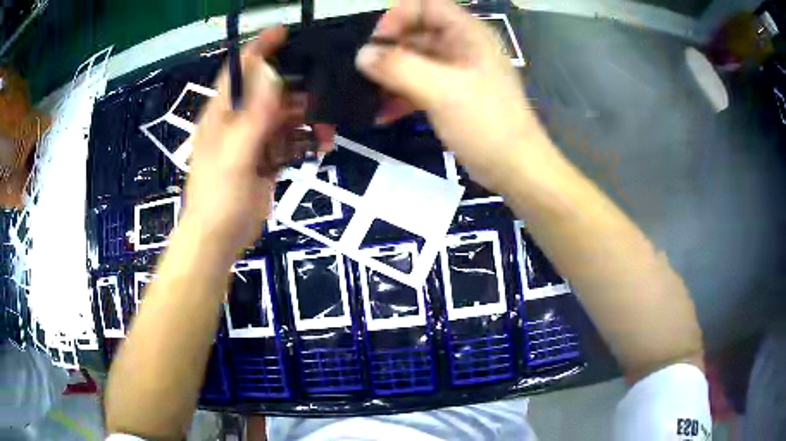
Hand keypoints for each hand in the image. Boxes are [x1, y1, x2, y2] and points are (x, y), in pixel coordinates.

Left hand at [183, 28, 332, 256]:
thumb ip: (252, 116)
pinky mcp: (266, 158)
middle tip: (324, 89)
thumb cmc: (218, 199)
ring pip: (284, 114)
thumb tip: (270, 74)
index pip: (239, 71)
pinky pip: (290, 138)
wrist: (219, 239)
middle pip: (268, 90)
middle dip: (296, 87)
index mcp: (221, 114)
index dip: (258, 49)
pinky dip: (307, 138)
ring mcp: (253, 139)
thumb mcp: (234, 156)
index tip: (283, 32)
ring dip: (307, 116)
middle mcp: (237, 120)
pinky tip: (323, 143)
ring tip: (327, 125)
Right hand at [356, 0, 544, 191]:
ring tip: (366, 95)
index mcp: (467, 33)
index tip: (377, 42)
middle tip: (363, 73)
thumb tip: (362, 55)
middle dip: (387, 49)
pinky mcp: (451, 96)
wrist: (515, 168)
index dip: (398, 16)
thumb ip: (400, 67)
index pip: (426, 5)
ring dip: (389, 76)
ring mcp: (456, 72)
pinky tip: (382, 115)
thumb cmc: (486, 123)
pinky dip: (400, 96)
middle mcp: (461, 46)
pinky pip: (419, 85)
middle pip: (415, 32)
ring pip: (414, 61)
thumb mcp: (442, 90)